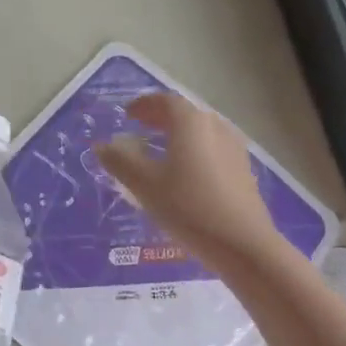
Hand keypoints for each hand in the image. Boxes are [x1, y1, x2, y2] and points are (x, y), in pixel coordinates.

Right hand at [96, 92, 279, 267]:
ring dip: (178, 134)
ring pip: (201, 131)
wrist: (242, 244)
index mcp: (191, 122)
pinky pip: (212, 149)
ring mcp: (234, 148)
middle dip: (160, 118)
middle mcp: (216, 126)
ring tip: (160, 150)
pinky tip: (186, 172)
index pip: (165, 101)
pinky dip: (194, 150)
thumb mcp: (146, 185)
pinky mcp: (243, 170)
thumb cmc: (188, 208)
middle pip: (185, 113)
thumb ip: (121, 161)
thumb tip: (102, 146)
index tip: (127, 113)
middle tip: (140, 127)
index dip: (144, 104)